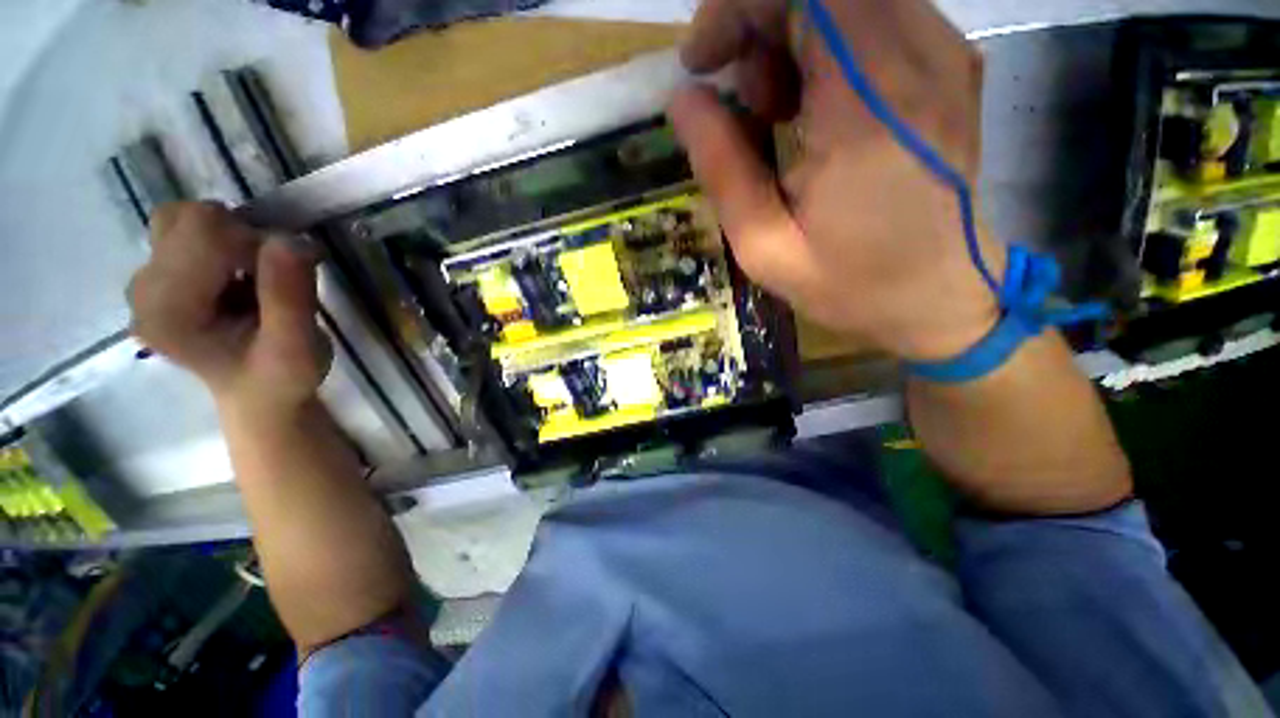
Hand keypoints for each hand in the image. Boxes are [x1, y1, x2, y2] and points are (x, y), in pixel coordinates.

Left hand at [128, 202, 330, 413]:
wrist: (259, 396)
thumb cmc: (281, 377)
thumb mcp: (298, 347)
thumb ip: (290, 296)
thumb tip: (291, 239)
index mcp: (167, 312)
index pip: (204, 232)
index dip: (254, 242)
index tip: (286, 277)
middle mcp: (142, 290)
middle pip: (190, 219)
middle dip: (242, 237)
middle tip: (270, 279)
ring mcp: (143, 281)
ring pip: (183, 219)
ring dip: (230, 238)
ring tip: (251, 277)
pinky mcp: (154, 276)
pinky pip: (184, 230)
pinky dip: (219, 242)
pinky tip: (237, 277)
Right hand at [671, 0, 1002, 360]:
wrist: (940, 298)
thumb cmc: (851, 284)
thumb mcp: (765, 245)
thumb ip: (722, 167)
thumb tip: (684, 101)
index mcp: (864, 108)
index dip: (736, 8)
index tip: (701, 63)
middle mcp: (917, 57)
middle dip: (759, 24)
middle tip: (742, 101)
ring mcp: (944, 53)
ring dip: (791, 37)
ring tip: (775, 112)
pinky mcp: (950, 63)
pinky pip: (874, 17)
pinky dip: (826, 46)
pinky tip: (814, 108)